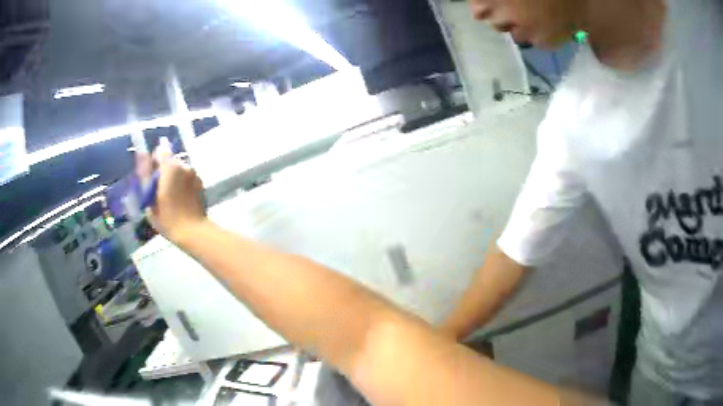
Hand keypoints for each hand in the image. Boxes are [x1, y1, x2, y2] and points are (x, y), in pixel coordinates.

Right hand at [148, 141, 205, 244]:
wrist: (193, 231)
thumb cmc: (168, 218)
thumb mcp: (150, 199)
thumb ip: (145, 176)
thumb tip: (141, 155)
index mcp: (170, 167)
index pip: (161, 150)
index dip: (154, 161)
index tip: (151, 175)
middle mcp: (184, 165)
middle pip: (171, 160)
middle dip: (164, 170)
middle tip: (159, 190)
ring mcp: (194, 174)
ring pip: (180, 169)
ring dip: (174, 177)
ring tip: (171, 197)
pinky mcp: (201, 183)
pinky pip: (187, 178)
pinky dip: (183, 184)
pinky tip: (181, 199)